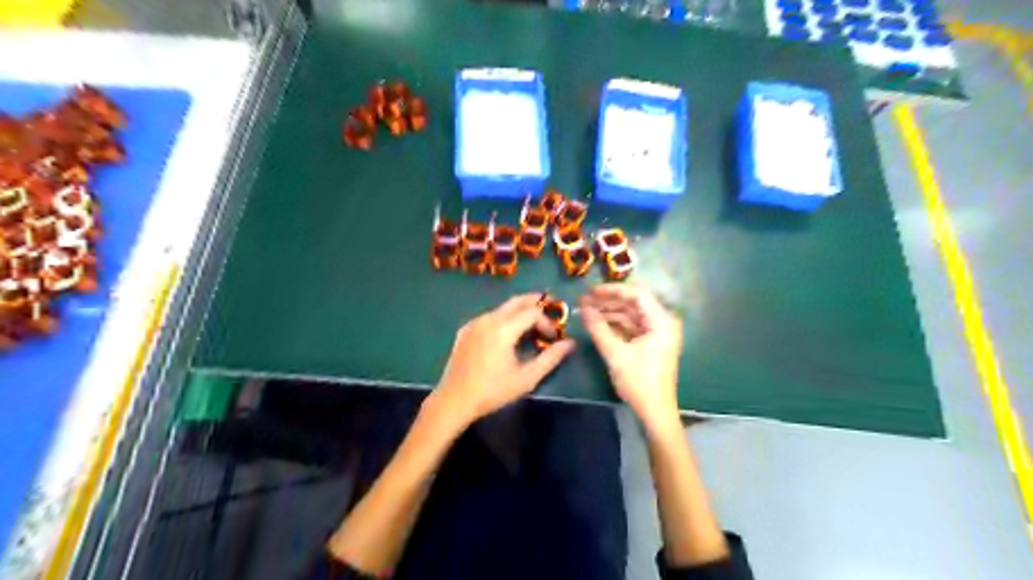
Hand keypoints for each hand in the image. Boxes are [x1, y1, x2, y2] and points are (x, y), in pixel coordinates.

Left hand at [429, 296, 572, 425]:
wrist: (454, 400)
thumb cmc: (493, 391)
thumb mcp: (527, 378)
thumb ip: (550, 358)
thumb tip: (570, 344)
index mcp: (504, 328)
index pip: (533, 312)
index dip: (547, 321)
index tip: (552, 338)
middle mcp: (488, 319)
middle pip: (516, 301)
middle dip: (534, 303)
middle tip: (548, 309)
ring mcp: (474, 323)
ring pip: (502, 308)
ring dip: (519, 312)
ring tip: (529, 326)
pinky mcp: (465, 330)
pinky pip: (489, 317)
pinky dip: (503, 318)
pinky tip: (506, 334)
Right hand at [585, 284, 682, 428]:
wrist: (654, 412)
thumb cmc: (639, 382)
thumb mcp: (615, 353)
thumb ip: (598, 328)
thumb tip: (583, 308)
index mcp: (662, 321)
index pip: (637, 294)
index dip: (612, 290)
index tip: (591, 291)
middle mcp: (663, 322)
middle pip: (634, 303)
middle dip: (608, 301)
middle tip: (584, 300)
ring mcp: (658, 332)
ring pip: (631, 314)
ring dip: (610, 312)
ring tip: (587, 310)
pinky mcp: (652, 342)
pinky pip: (632, 326)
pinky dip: (616, 324)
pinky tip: (598, 323)